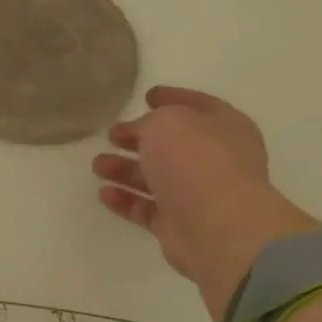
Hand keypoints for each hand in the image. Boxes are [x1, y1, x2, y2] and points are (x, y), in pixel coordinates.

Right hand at [92, 85, 321, 321]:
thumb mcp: (167, 122)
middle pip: (172, 144)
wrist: (217, 225)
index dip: (173, 97)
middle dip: (140, 138)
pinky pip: (146, 207)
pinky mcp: (179, 224)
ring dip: (125, 170)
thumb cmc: (196, 161)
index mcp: (224, 127)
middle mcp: (215, 159)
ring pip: (155, 177)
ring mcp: (198, 194)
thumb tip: (142, 134)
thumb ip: (149, 122)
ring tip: (97, 165)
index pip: (197, 105)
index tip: (146, 95)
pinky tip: (105, 193)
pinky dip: (126, 200)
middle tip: (111, 135)